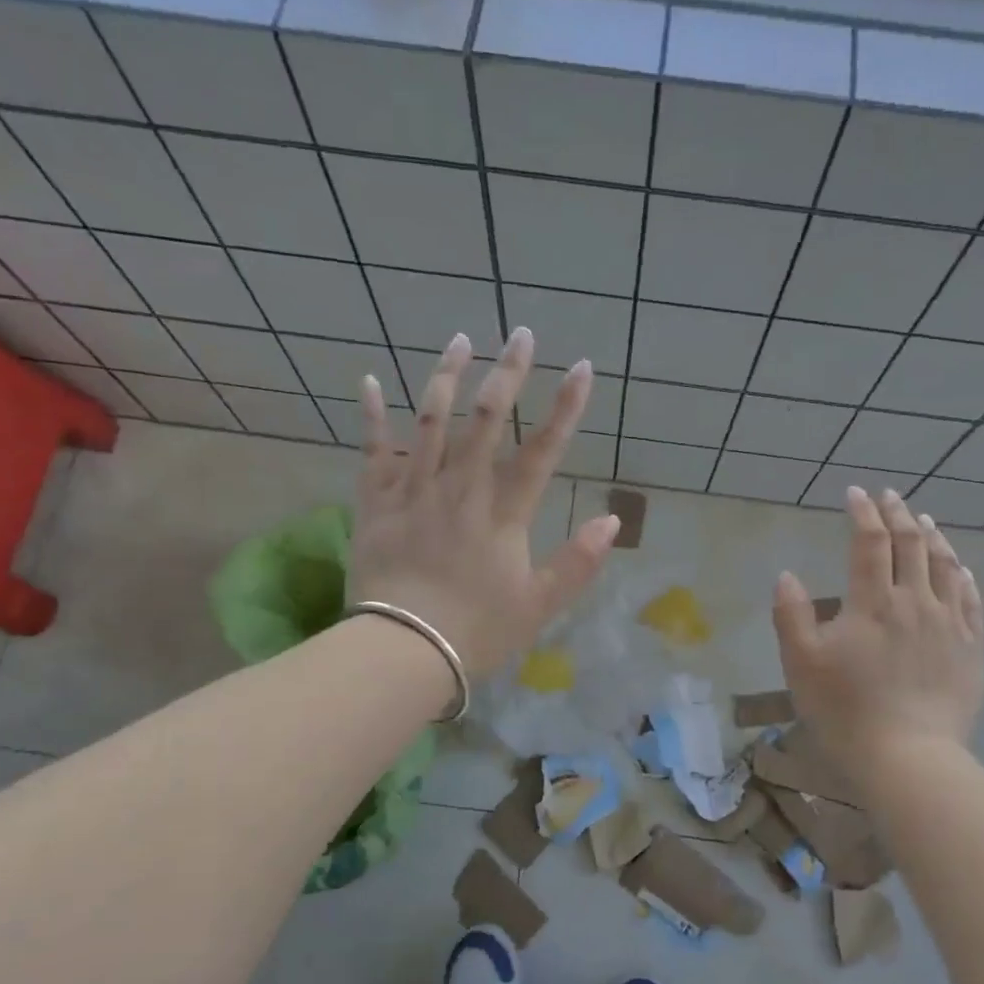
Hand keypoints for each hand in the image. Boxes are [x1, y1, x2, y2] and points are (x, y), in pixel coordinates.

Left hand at [348, 329, 619, 678]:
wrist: (403, 650)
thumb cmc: (476, 631)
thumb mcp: (539, 605)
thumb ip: (578, 562)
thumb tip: (613, 520)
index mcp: (502, 515)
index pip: (542, 452)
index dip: (565, 408)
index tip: (583, 368)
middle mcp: (460, 490)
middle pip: (486, 421)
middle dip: (508, 373)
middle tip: (521, 333)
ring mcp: (414, 492)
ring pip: (431, 422)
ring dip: (447, 377)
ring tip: (461, 339)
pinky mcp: (375, 503)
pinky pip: (372, 451)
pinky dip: (370, 416)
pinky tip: (370, 380)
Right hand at [773, 486, 983, 768]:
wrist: (908, 757)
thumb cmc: (845, 710)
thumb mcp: (801, 663)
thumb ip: (791, 614)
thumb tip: (788, 575)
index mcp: (872, 602)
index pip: (870, 541)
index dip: (863, 513)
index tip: (855, 494)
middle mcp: (915, 601)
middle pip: (910, 545)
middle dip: (898, 514)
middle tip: (889, 496)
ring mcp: (949, 624)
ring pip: (945, 566)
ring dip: (932, 537)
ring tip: (924, 521)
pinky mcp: (971, 648)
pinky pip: (971, 600)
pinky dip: (963, 575)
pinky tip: (959, 568)